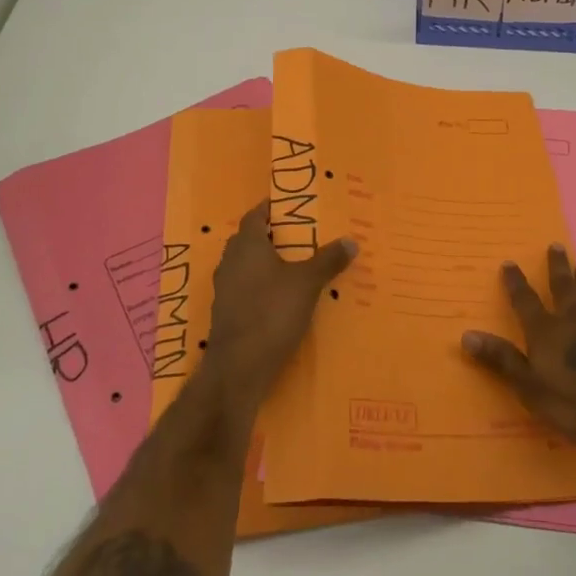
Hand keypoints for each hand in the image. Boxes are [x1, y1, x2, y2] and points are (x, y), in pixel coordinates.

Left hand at [204, 201, 355, 407]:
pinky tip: (281, 298)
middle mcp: (230, 262)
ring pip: (245, 265)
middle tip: (299, 236)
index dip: (269, 209)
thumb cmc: (272, 313)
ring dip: (265, 262)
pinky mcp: (226, 314)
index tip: (288, 207)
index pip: (254, 216)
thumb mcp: (307, 283)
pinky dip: (261, 286)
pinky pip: (245, 289)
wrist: (238, 368)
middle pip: (248, 240)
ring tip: (294, 266)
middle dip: (270, 236)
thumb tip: (351, 239)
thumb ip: (328, 260)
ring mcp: (225, 290)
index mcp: (247, 246)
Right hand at [461, 244, 575, 445]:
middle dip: (556, 266)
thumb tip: (466, 335)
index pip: (525, 300)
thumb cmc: (575, 404)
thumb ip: (501, 360)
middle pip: (562, 287)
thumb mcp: (529, 388)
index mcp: (545, 332)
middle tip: (556, 246)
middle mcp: (573, 320)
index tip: (510, 263)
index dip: (516, 282)